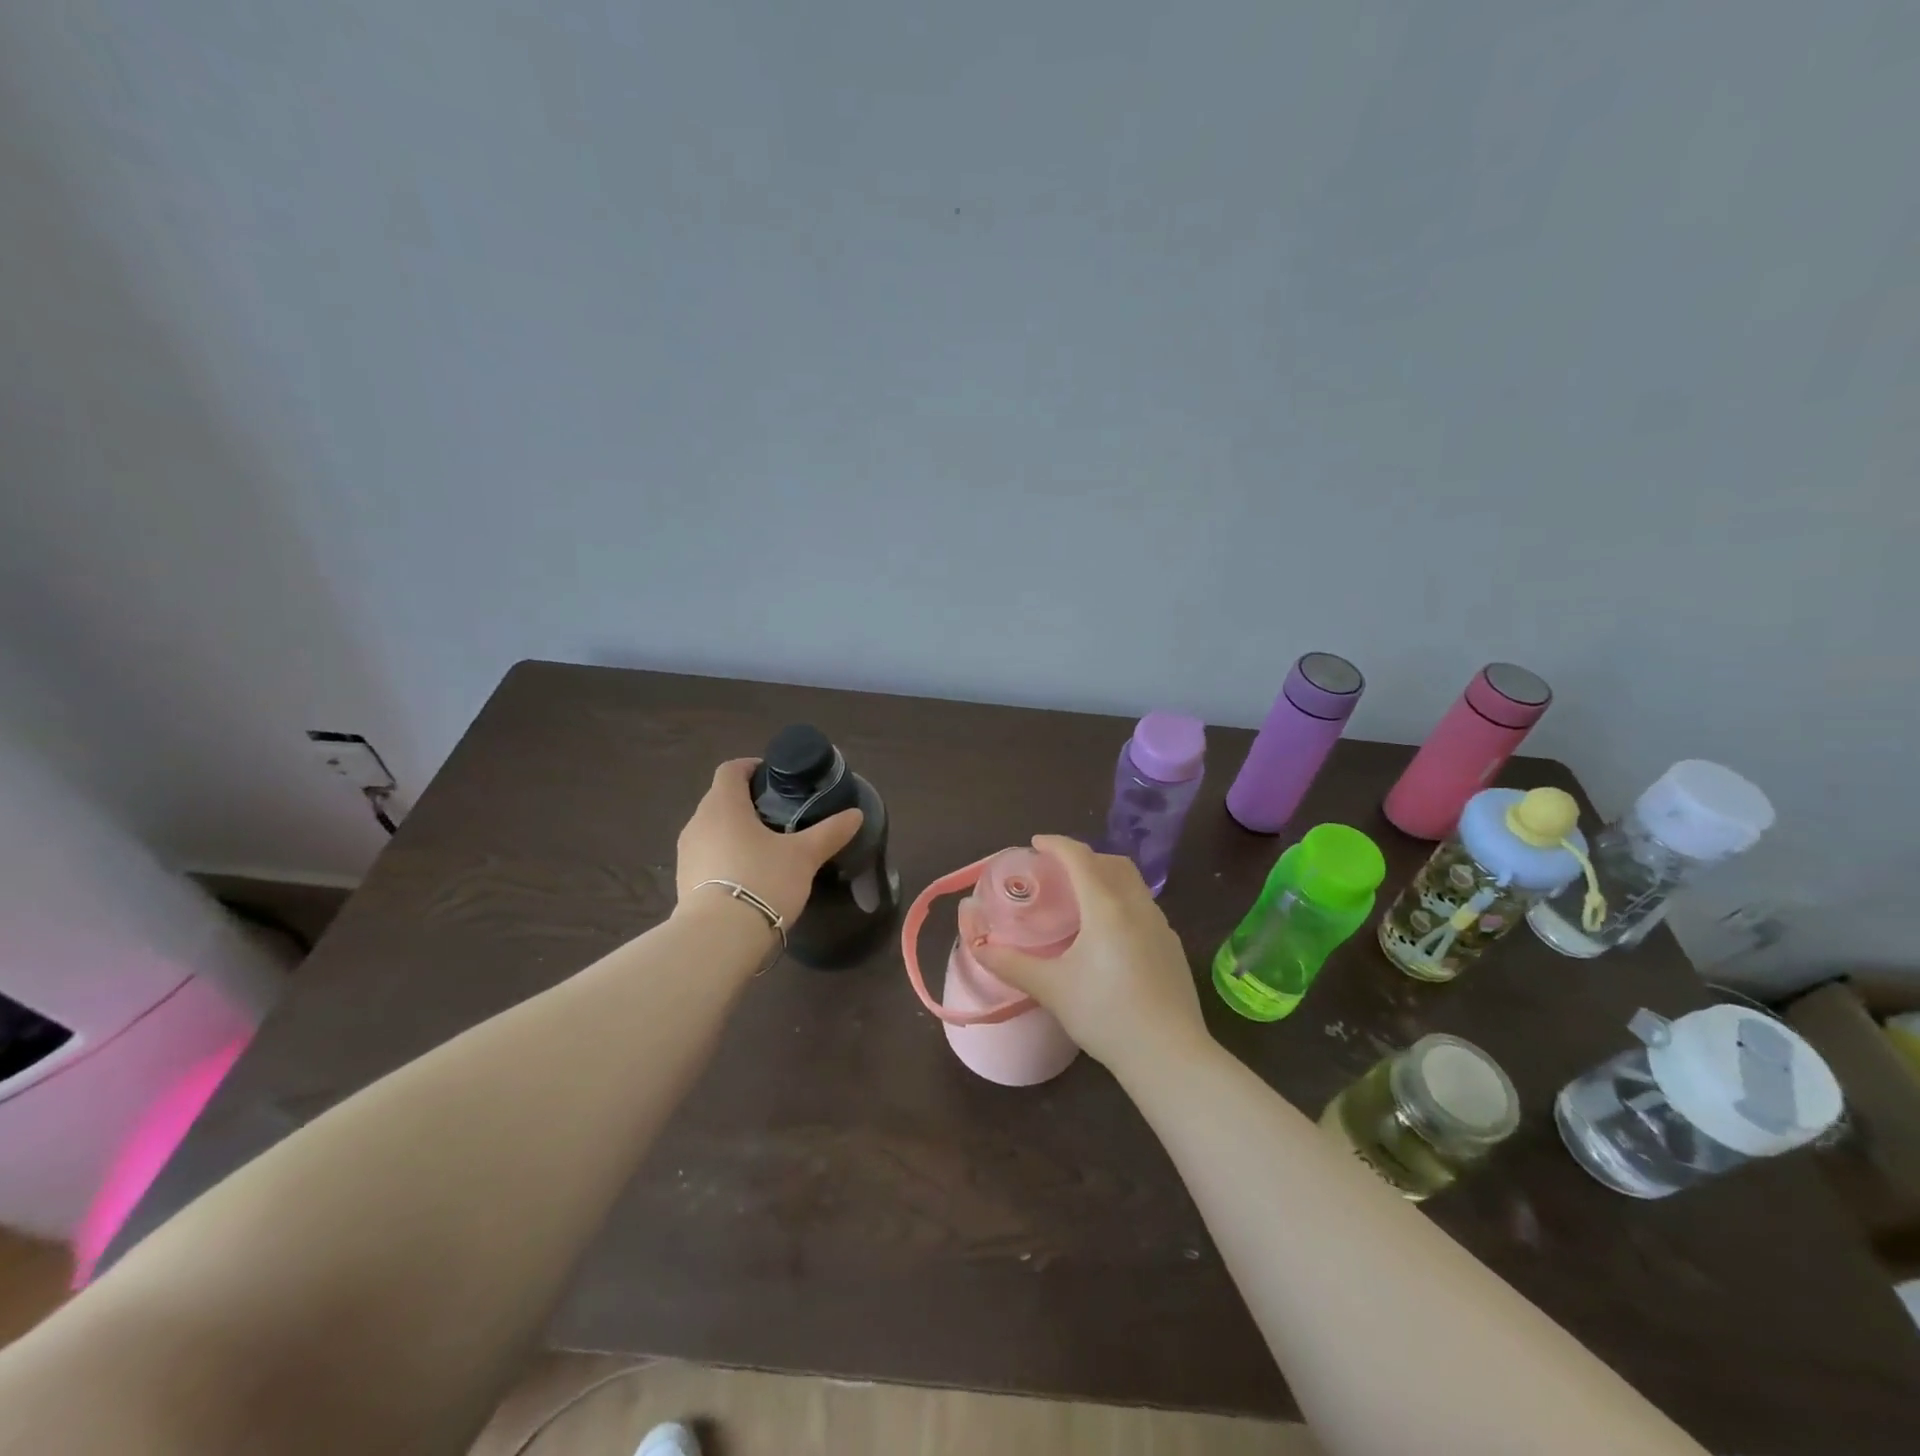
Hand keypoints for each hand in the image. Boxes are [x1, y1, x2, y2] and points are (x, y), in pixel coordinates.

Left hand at [675, 759, 863, 924]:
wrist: (719, 938)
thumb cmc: (762, 881)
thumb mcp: (804, 856)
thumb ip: (829, 832)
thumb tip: (855, 814)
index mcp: (723, 805)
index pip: (731, 769)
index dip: (751, 767)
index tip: (774, 778)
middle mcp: (698, 822)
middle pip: (721, 799)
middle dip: (747, 801)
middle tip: (779, 814)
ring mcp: (687, 853)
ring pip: (712, 828)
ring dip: (735, 830)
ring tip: (766, 846)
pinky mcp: (684, 881)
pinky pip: (707, 856)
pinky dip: (725, 856)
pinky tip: (748, 875)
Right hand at [960, 835, 1211, 1076]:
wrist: (1169, 1055)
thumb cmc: (1105, 1014)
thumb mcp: (1051, 988)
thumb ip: (1011, 964)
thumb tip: (977, 947)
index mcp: (1106, 906)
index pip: (1079, 857)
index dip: (1056, 844)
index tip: (1036, 843)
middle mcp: (1137, 906)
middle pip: (1112, 863)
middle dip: (1084, 857)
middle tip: (1058, 871)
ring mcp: (1160, 926)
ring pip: (1133, 884)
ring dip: (1106, 878)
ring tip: (1082, 900)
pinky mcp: (1172, 948)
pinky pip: (1144, 908)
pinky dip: (1123, 902)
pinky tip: (1110, 935)